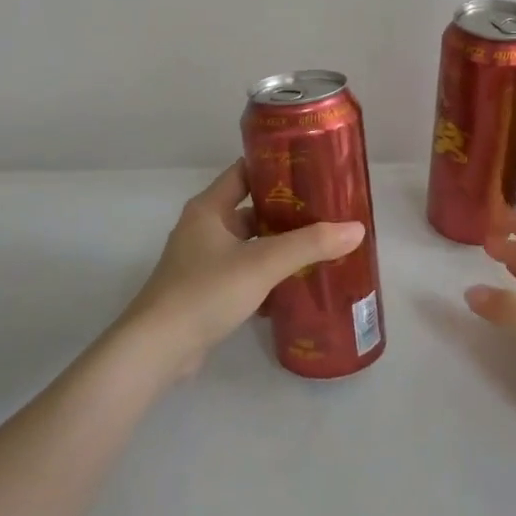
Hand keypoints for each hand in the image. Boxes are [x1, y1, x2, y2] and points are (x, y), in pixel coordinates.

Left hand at [120, 161, 365, 379]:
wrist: (158, 348)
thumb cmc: (206, 291)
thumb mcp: (262, 263)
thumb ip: (309, 244)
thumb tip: (356, 228)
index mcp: (209, 208)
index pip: (245, 171)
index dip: (276, 166)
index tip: (313, 168)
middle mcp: (203, 228)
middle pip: (250, 208)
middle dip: (286, 210)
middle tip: (326, 211)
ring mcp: (202, 261)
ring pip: (248, 243)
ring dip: (278, 245)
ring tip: (320, 245)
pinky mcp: (205, 290)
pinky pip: (243, 272)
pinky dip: (266, 274)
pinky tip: (295, 284)